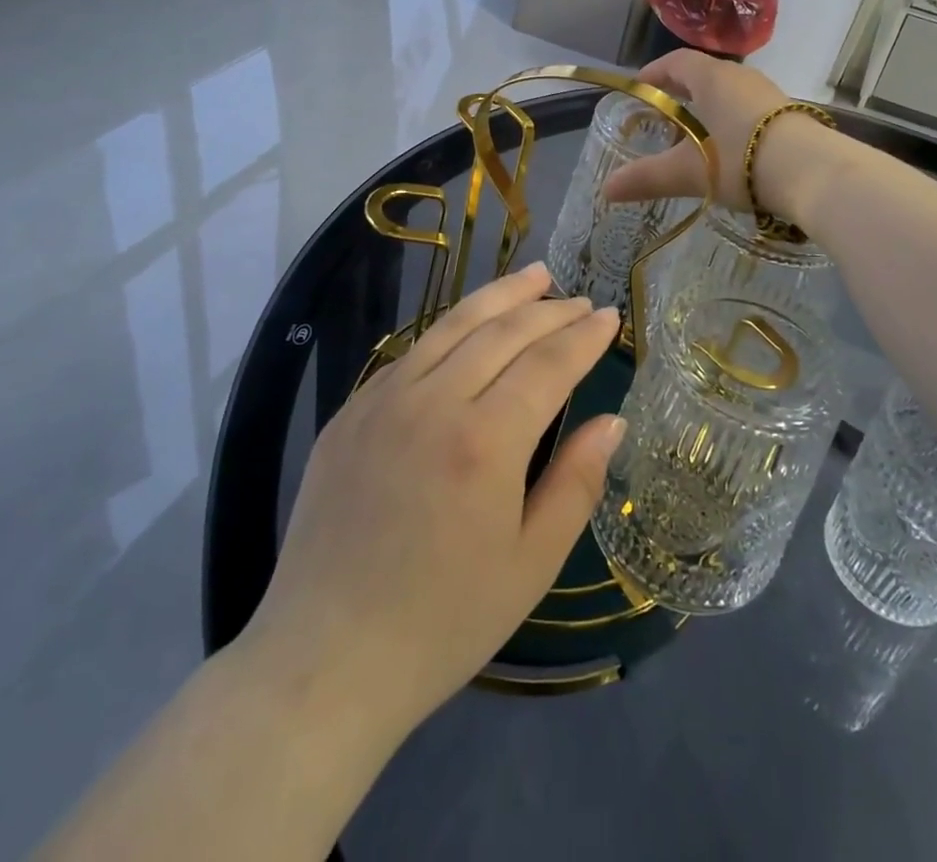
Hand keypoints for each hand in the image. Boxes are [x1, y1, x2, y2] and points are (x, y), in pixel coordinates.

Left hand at [243, 263, 621, 750]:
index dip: (584, 336)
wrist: (325, 660)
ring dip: (499, 296)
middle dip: (549, 309)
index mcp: (484, 442)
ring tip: (534, 276)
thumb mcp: (531, 565)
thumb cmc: (443, 623)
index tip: (611, 316)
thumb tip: (610, 420)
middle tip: (580, 299)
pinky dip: (450, 328)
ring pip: (452, 325)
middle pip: (502, 331)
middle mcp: (432, 403)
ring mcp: (383, 401)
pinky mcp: (350, 413)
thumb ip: (576, 483)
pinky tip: (469, 326)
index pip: (548, 364)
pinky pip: (411, 352)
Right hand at [604, 50, 790, 209]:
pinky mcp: (789, 115)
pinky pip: (750, 109)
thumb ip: (647, 178)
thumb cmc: (742, 160)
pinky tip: (731, 150)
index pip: (676, 61)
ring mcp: (769, 94)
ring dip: (708, 108)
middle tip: (662, 116)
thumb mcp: (690, 171)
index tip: (638, 88)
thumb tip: (606, 189)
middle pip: (703, 75)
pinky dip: (732, 121)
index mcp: (712, 78)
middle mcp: (741, 77)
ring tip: (695, 136)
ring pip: (729, 92)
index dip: (654, 72)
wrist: (815, 173)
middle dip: (680, 93)